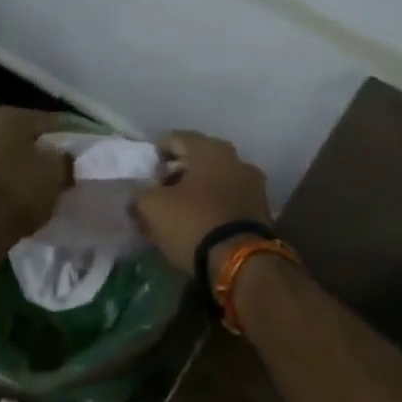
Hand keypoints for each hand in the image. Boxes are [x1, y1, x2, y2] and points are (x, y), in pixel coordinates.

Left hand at [0, 107, 73, 243]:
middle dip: (38, 152)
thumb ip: (64, 158)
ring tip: (38, 187)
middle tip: (58, 170)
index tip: (78, 154)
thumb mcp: (56, 172)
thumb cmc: (20, 189)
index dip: (66, 138)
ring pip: (3, 156)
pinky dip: (3, 183)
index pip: (47, 122)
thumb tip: (64, 158)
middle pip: (20, 138)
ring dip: (18, 167)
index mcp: (6, 115)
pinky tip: (17, 197)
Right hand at [131, 132, 272, 279]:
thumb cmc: (193, 223)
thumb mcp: (153, 207)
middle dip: (177, 175)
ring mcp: (253, 185)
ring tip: (178, 213)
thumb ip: (141, 195)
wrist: (240, 262)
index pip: (175, 139)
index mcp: (210, 149)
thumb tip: (140, 198)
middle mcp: (236, 159)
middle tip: (159, 194)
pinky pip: (229, 201)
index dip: (156, 155)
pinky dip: (213, 207)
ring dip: (196, 192)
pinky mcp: (261, 210)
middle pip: (198, 160)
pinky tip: (199, 225)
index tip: (145, 175)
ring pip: (215, 181)